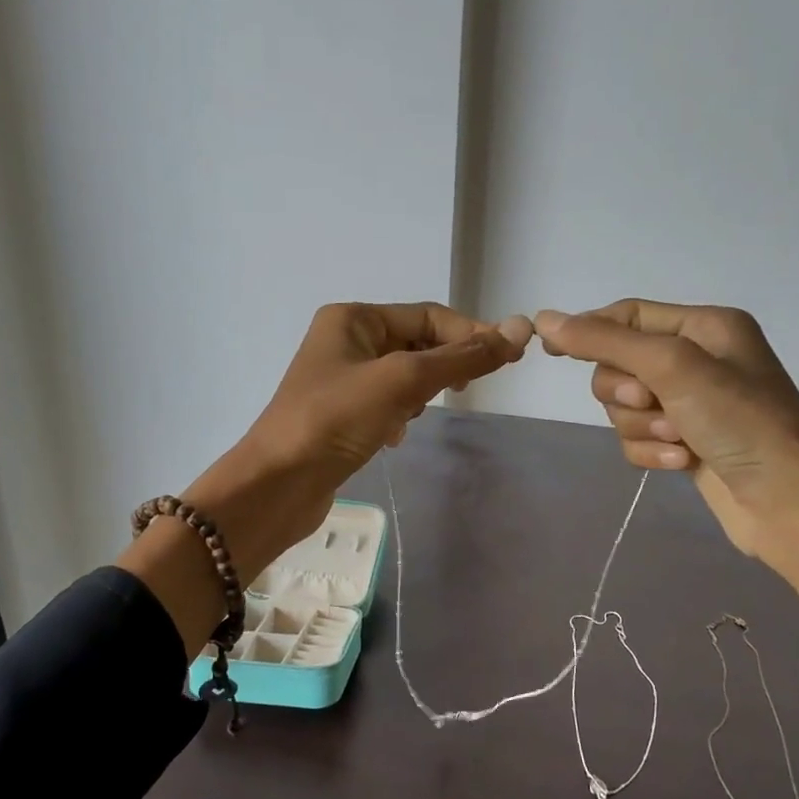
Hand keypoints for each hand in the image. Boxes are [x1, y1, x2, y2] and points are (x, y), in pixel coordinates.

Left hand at [198, 302, 531, 571]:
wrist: (277, 484)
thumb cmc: (335, 420)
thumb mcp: (403, 381)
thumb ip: (462, 358)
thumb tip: (521, 329)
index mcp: (353, 318)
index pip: (428, 315)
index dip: (470, 334)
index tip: (508, 361)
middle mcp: (344, 340)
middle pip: (416, 343)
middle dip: (441, 367)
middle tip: (461, 394)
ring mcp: (340, 379)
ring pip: (404, 376)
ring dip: (418, 394)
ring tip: (410, 417)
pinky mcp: (339, 415)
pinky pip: (386, 403)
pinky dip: (398, 416)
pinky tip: (392, 438)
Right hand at [532, 299, 798, 556]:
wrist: (788, 502)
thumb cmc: (740, 421)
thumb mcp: (672, 367)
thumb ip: (605, 342)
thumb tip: (545, 319)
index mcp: (703, 326)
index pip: (628, 315)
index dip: (588, 331)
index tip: (550, 352)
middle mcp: (697, 359)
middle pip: (619, 365)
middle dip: (626, 392)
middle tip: (652, 404)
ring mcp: (691, 404)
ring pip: (624, 408)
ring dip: (642, 427)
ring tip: (678, 440)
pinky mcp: (684, 442)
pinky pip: (638, 438)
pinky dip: (651, 451)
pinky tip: (681, 463)